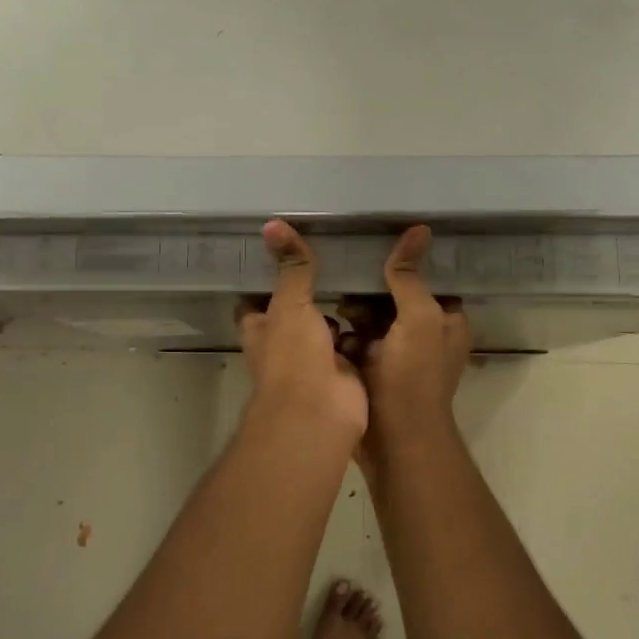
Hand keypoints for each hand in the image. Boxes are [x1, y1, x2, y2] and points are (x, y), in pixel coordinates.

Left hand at [238, 220, 367, 444]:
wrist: (321, 414)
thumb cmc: (294, 357)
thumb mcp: (290, 305)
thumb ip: (291, 268)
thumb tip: (272, 224)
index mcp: (261, 329)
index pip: (257, 299)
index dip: (266, 277)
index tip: (284, 250)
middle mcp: (284, 344)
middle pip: (295, 311)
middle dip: (311, 290)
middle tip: (334, 254)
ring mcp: (315, 360)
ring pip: (327, 327)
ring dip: (341, 308)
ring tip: (361, 271)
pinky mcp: (344, 371)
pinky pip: (354, 343)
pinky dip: (366, 329)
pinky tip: (382, 302)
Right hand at [344, 226, 470, 481]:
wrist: (393, 441)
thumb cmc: (413, 377)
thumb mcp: (418, 319)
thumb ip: (410, 277)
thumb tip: (418, 229)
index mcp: (446, 320)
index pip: (425, 279)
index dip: (403, 263)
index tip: (374, 242)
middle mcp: (424, 334)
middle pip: (394, 296)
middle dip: (369, 288)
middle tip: (343, 271)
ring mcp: (396, 354)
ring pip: (371, 318)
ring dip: (352, 311)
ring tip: (331, 300)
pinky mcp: (371, 369)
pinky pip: (354, 341)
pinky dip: (343, 335)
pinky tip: (325, 326)